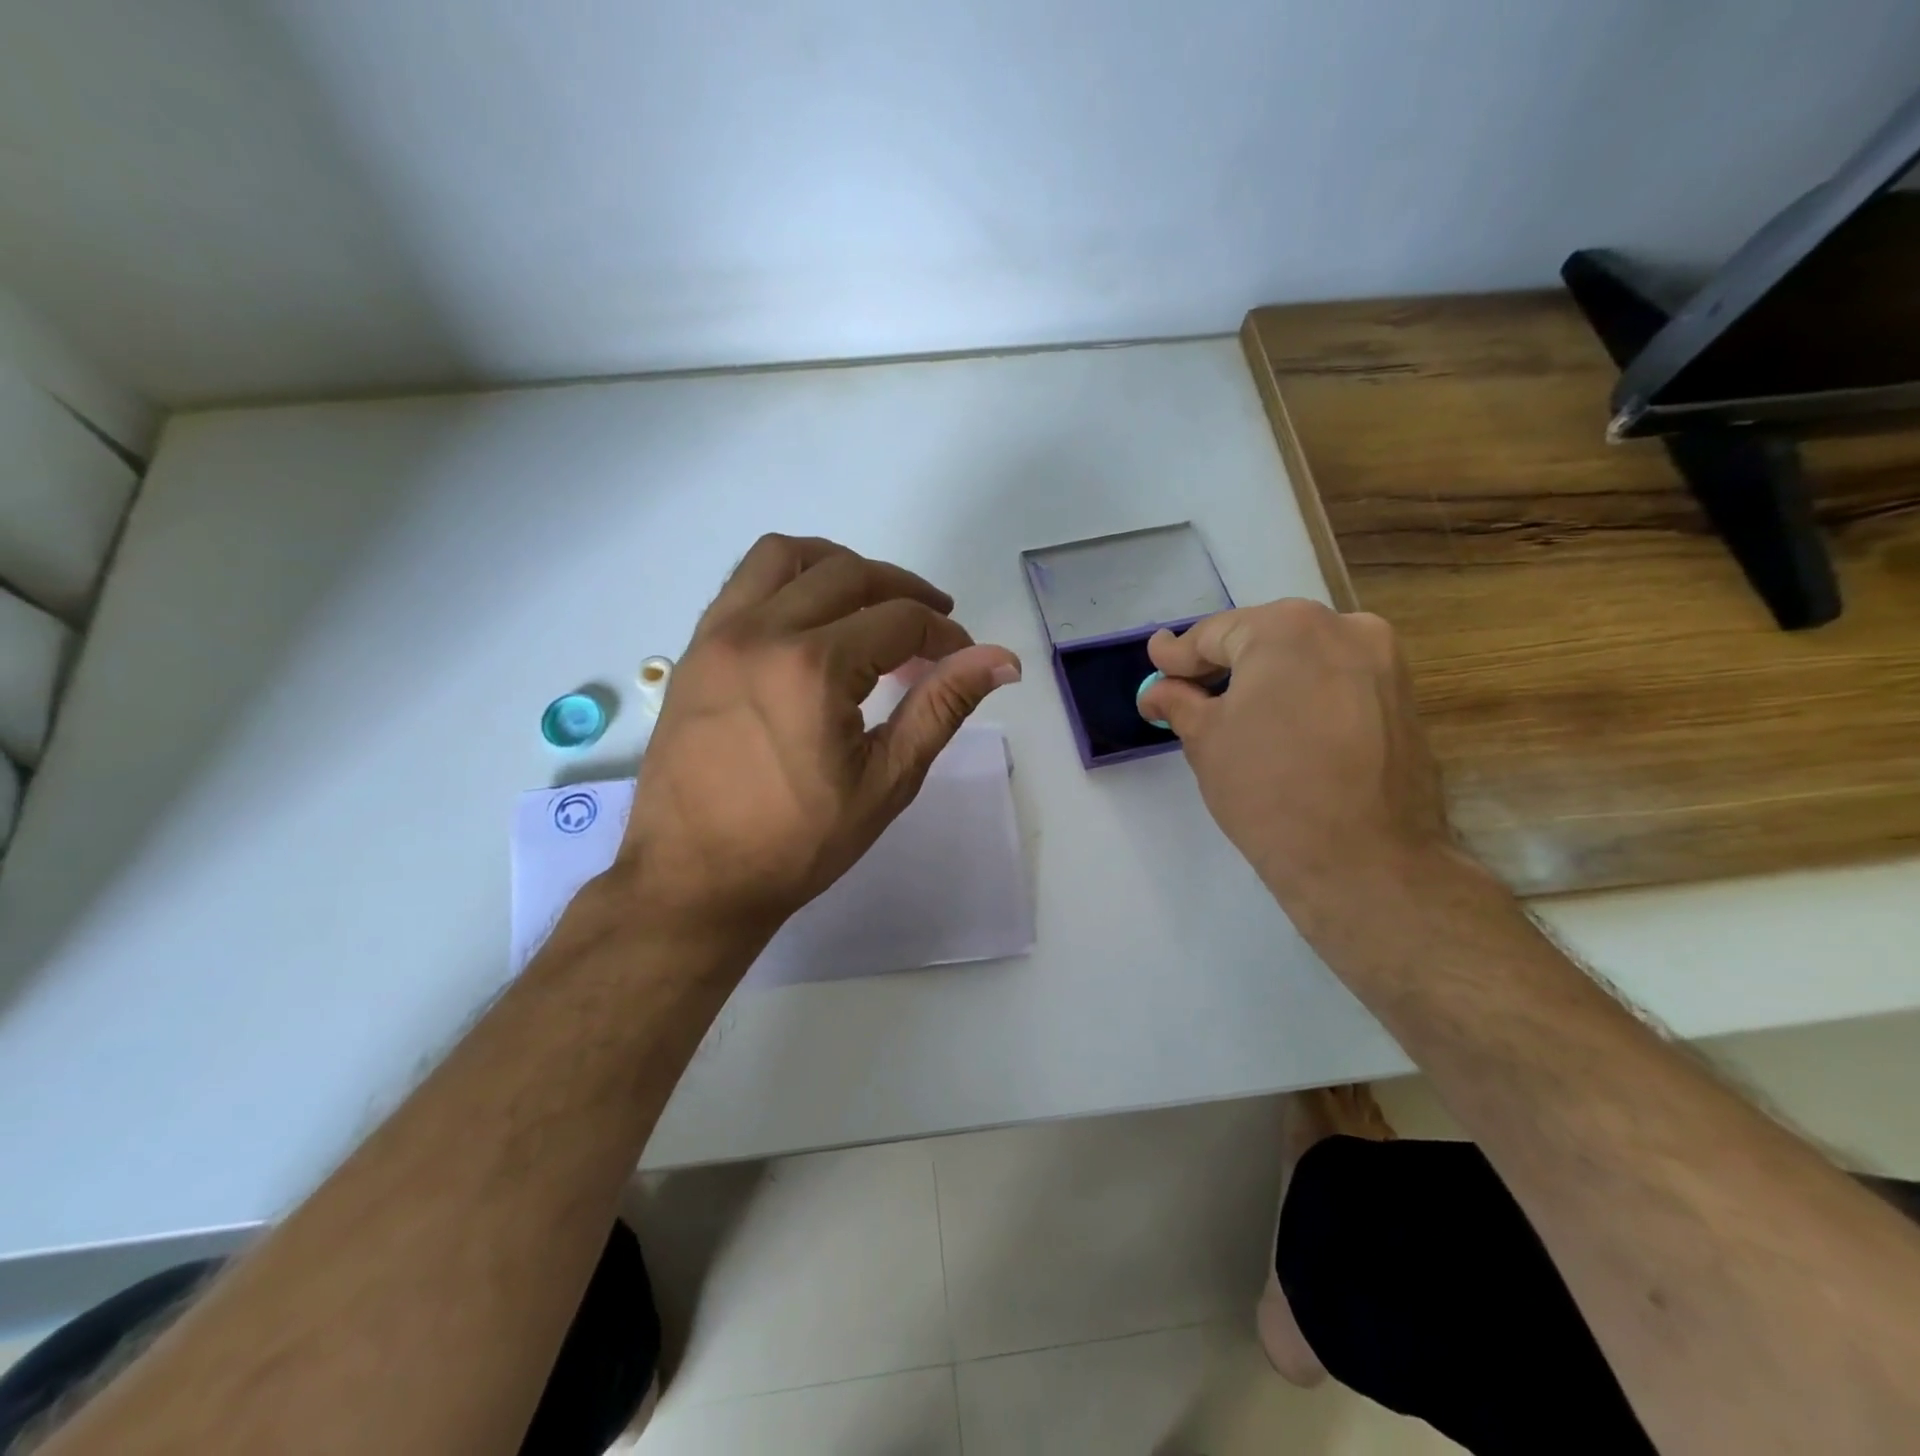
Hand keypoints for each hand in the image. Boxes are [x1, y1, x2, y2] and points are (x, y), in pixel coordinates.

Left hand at [614, 534, 1020, 946]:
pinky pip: (744, 581)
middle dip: (904, 592)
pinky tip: (811, 617)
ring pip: (788, 556)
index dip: (943, 634)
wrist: (692, 879)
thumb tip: (1001, 660)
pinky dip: (789, 579)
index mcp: (813, 668)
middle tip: (932, 627)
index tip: (960, 660)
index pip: (899, 621)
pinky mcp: (695, 648)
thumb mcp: (885, 782)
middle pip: (850, 575)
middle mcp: (762, 631)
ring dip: (841, 567)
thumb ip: (941, 708)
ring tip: (871, 602)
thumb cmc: (796, 843)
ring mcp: (719, 634)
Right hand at [1136, 600, 1456, 916]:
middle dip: (1223, 665)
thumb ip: (1178, 701)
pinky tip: (1281, 725)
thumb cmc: (1267, 789)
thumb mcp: (1205, 740)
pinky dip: (1302, 693)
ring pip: (1303, 658)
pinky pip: (1336, 681)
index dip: (1178, 655)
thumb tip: (1157, 689)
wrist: (1364, 859)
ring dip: (1265, 678)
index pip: (1215, 634)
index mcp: (1287, 628)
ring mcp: (1383, 661)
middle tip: (1187, 689)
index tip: (1155, 664)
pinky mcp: (1403, 698)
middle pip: (1263, 639)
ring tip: (1232, 711)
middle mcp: (1343, 627)